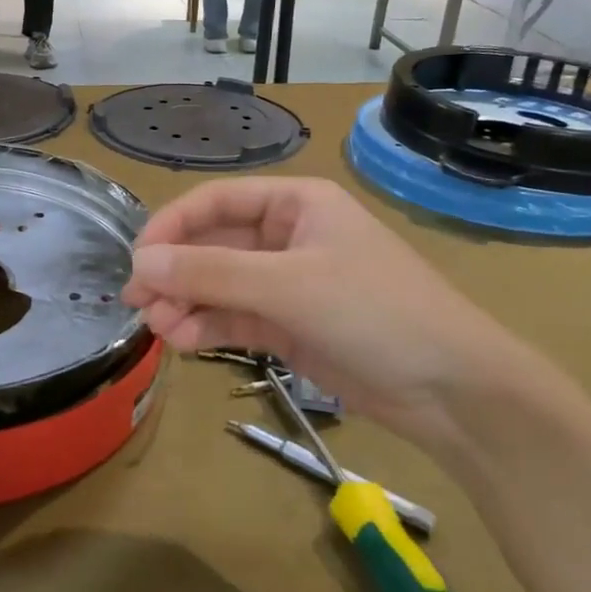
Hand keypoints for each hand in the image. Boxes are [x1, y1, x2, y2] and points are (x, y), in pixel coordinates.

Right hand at [123, 178, 537, 451]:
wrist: (453, 390)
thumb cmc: (375, 312)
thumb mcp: (289, 285)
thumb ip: (211, 272)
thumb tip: (140, 263)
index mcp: (296, 204)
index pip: (216, 201)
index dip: (172, 225)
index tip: (138, 258)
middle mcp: (287, 236)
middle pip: (212, 244)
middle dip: (175, 271)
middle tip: (137, 301)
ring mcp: (287, 283)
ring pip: (218, 284)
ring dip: (186, 302)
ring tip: (160, 329)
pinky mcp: (288, 325)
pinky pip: (234, 317)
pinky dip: (207, 326)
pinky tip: (183, 340)